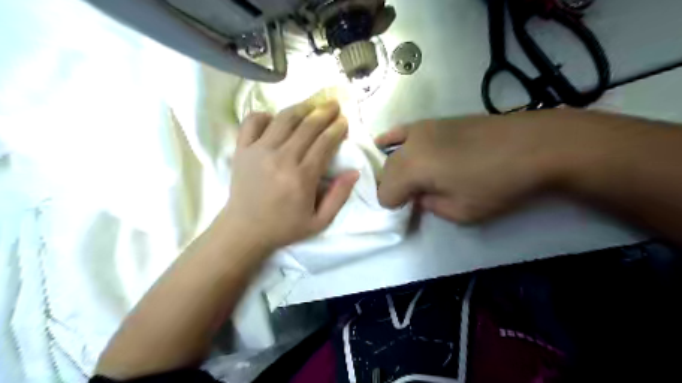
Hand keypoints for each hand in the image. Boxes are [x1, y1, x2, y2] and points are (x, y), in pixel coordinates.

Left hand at [224, 99, 361, 248]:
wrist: (245, 230)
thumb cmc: (284, 227)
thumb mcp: (319, 221)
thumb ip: (339, 197)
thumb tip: (354, 172)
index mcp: (302, 177)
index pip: (324, 143)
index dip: (336, 129)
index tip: (344, 121)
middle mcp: (281, 158)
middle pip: (307, 126)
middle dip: (324, 112)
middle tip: (334, 105)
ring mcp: (259, 151)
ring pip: (284, 119)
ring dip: (301, 108)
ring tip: (312, 104)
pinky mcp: (242, 149)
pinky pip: (252, 121)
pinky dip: (265, 115)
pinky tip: (275, 119)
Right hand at [376, 110, 588, 222]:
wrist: (534, 145)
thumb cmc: (497, 184)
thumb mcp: (461, 212)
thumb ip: (430, 206)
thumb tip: (420, 196)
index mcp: (413, 168)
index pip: (386, 192)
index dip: (393, 205)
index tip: (408, 211)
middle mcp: (411, 145)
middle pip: (388, 171)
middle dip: (393, 188)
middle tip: (411, 199)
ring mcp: (422, 128)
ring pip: (394, 153)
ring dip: (395, 169)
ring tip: (409, 179)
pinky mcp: (435, 121)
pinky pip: (403, 131)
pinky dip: (391, 140)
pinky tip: (381, 142)